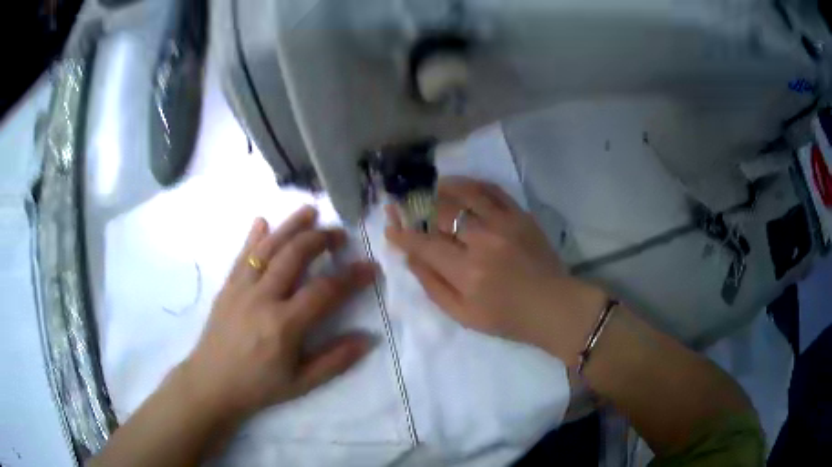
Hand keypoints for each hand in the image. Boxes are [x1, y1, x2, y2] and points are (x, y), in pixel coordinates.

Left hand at [181, 207, 376, 422]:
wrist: (211, 384)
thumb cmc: (258, 386)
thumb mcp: (302, 383)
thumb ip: (336, 360)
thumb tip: (368, 338)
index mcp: (284, 325)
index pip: (324, 290)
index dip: (351, 276)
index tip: (370, 267)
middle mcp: (262, 298)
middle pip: (294, 256)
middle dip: (320, 239)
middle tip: (339, 234)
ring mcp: (241, 289)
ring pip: (268, 247)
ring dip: (290, 226)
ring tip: (310, 211)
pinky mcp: (227, 287)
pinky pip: (242, 255)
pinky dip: (254, 236)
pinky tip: (262, 221)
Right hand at [386, 177, 604, 364]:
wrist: (552, 306)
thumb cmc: (506, 318)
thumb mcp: (463, 315)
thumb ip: (433, 286)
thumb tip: (411, 257)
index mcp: (466, 271)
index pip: (424, 244)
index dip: (403, 233)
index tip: (390, 226)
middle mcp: (482, 241)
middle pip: (441, 212)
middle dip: (416, 205)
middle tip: (405, 202)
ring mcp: (504, 224)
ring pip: (465, 193)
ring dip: (443, 188)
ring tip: (431, 188)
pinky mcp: (521, 216)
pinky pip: (493, 190)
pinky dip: (473, 184)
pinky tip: (462, 186)